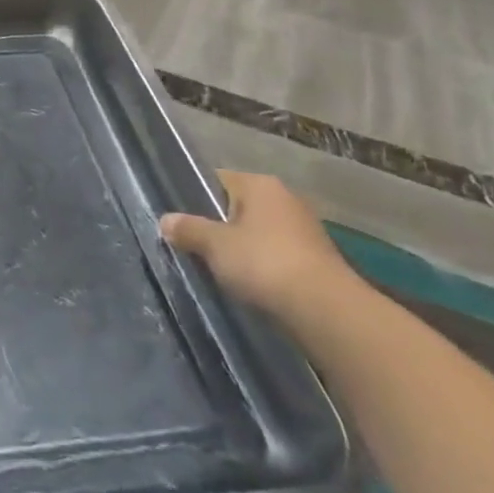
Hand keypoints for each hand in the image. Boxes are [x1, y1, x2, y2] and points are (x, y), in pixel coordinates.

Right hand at [161, 170, 354, 320]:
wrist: (328, 312)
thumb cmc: (264, 263)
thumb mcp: (214, 245)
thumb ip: (188, 229)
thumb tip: (165, 220)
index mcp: (259, 184)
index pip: (217, 179)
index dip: (195, 197)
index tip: (179, 220)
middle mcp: (285, 198)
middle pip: (237, 207)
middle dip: (218, 226)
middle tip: (193, 246)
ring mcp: (305, 230)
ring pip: (257, 233)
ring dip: (241, 249)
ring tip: (217, 269)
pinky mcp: (317, 260)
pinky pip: (276, 256)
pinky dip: (262, 268)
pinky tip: (248, 285)